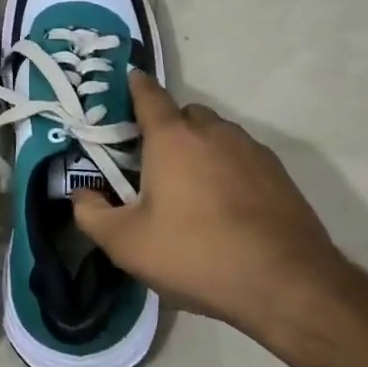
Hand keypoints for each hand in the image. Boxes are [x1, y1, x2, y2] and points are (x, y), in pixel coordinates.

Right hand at [72, 73, 356, 342]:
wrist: (286, 284)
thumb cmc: (195, 254)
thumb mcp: (126, 244)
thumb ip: (92, 214)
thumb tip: (81, 195)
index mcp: (172, 138)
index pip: (149, 95)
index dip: (135, 86)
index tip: (127, 82)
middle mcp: (213, 132)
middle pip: (184, 114)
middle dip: (167, 128)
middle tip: (152, 163)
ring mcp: (251, 150)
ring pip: (216, 135)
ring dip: (199, 149)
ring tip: (190, 189)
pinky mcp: (279, 174)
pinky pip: (242, 158)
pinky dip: (227, 170)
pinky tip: (225, 207)